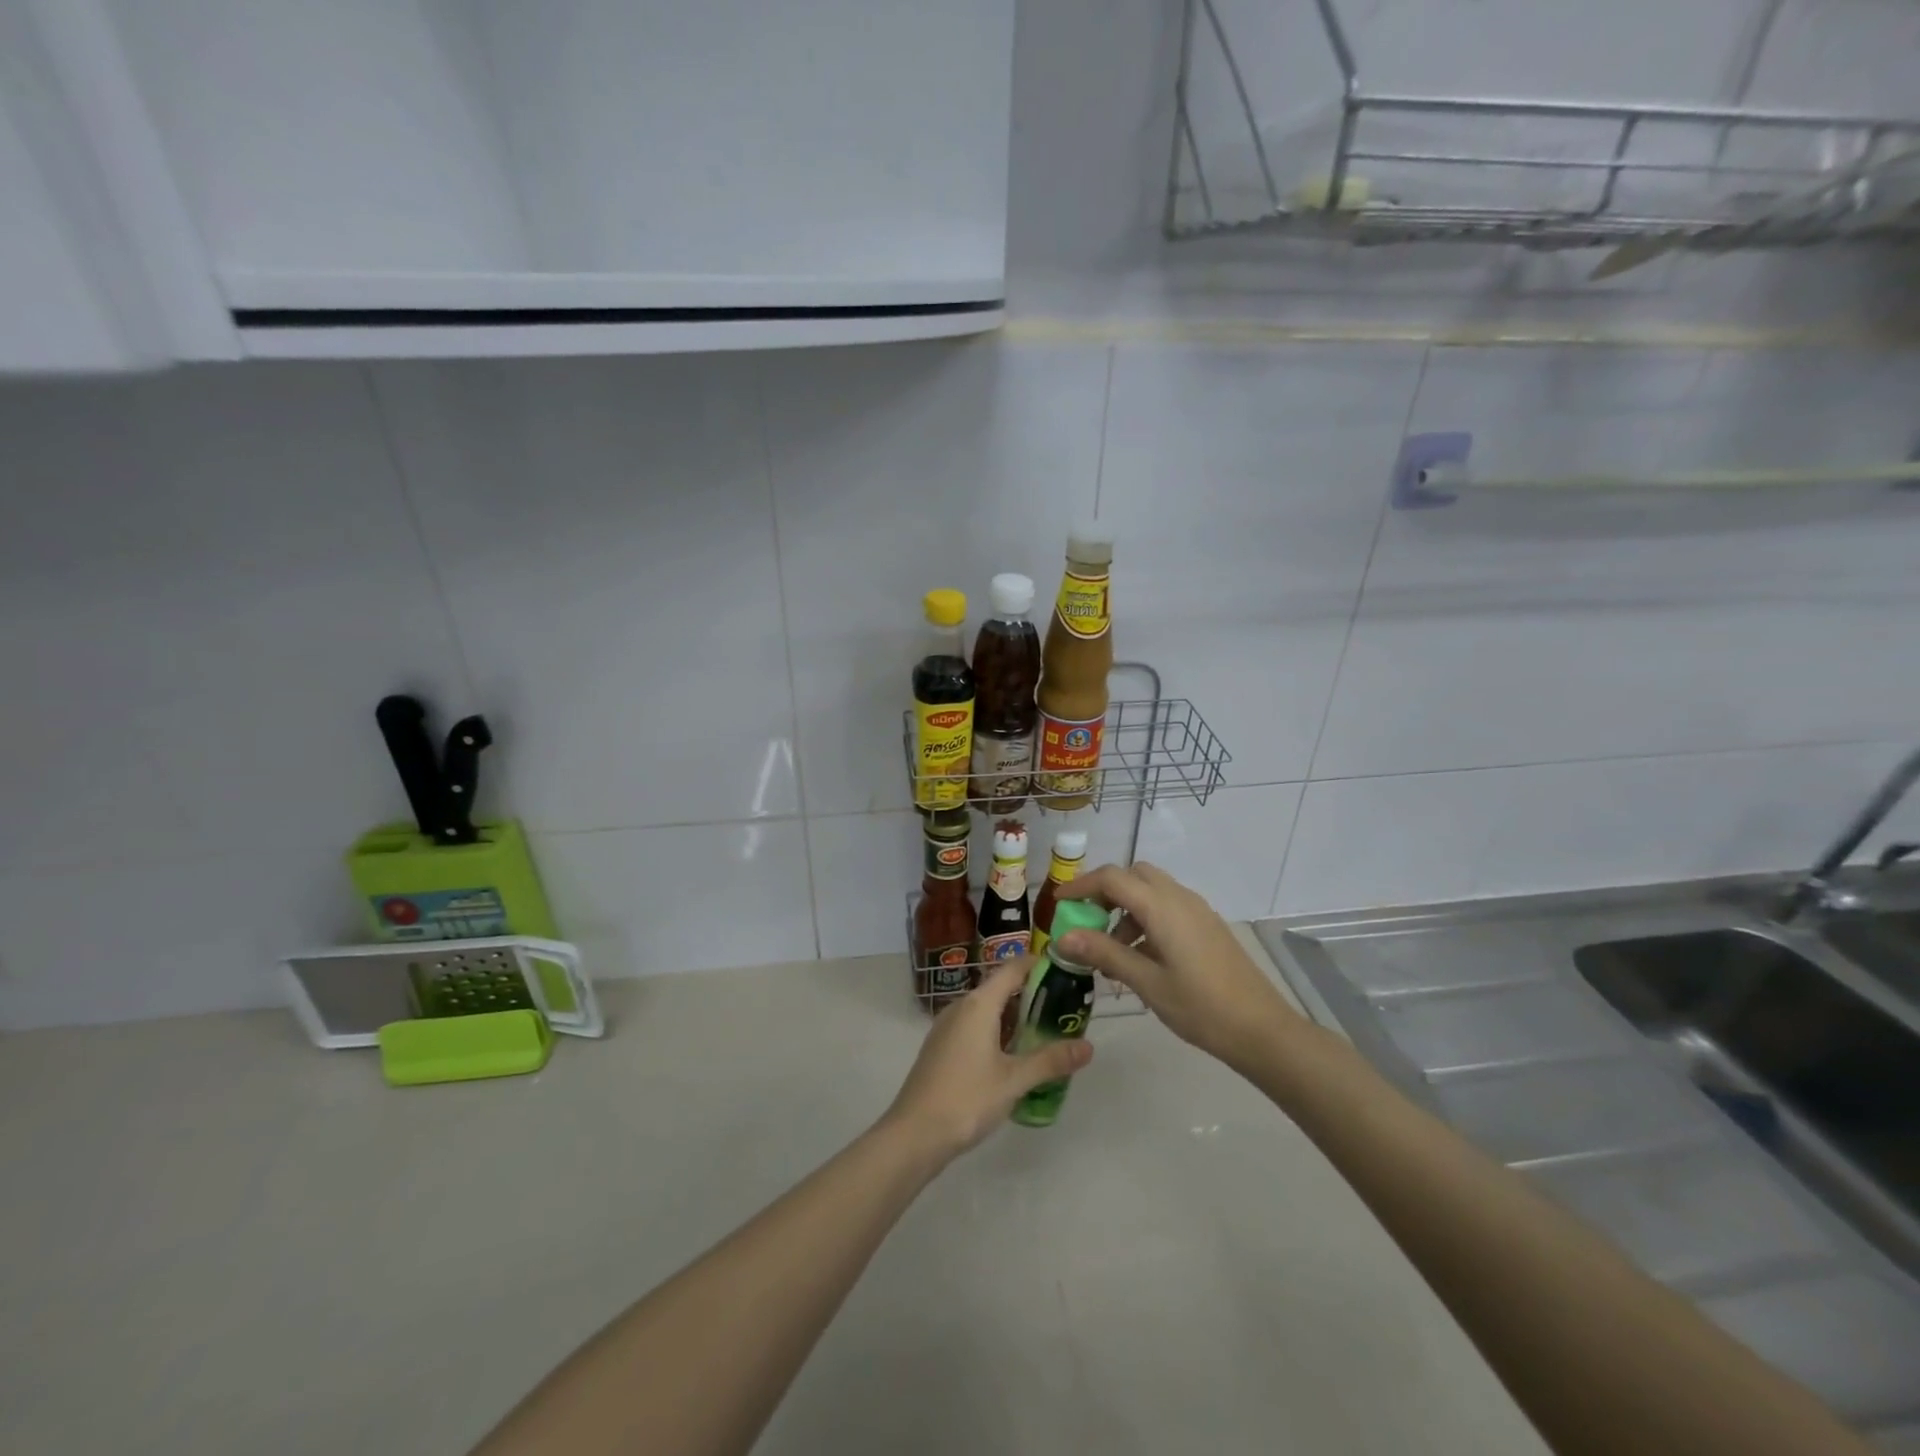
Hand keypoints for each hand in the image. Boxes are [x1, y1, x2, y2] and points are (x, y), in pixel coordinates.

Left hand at [883, 958, 1092, 1158]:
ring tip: (1045, 1031)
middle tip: (1064, 1007)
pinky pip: (975, 1026)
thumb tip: (1088, 1046)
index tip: (1066, 970)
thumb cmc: (967, 1099)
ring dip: (1014, 1015)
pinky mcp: (942, 1046)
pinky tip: (1013, 1055)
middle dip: (1031, 994)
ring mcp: (948, 1026)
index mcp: (979, 1004)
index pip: (1012, 968)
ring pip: (987, 1009)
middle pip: (1000, 987)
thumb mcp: (1014, 1080)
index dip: (1038, 964)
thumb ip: (1051, 1061)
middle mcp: (961, 1006)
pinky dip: (997, 1031)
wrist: (914, 1133)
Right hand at [1056, 862, 1299, 1074]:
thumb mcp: (1146, 982)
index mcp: (1162, 907)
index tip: (1058, 905)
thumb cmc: (1200, 1007)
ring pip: (1151, 891)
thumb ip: (1104, 953)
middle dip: (1105, 892)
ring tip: (1111, 953)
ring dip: (1125, 909)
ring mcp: (1197, 911)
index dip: (1081, 886)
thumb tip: (1062, 936)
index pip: (1112, 877)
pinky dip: (1146, 919)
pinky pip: (1168, 907)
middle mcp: (1180, 898)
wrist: (1262, 1029)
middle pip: (1133, 876)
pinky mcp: (1207, 926)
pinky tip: (1141, 959)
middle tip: (1086, 922)